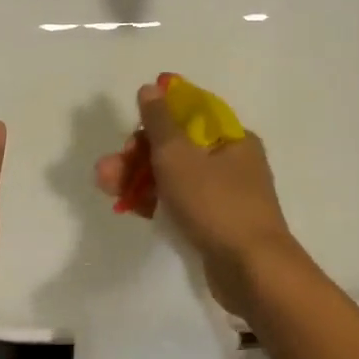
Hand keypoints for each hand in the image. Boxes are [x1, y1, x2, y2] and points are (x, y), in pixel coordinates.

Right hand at [94, 78, 294, 275]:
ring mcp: (225, 195)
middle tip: (107, 170)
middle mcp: (232, 161)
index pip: (189, 115)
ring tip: (106, 187)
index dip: (156, 120)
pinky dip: (156, 202)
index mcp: (232, 138)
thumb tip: (152, 87)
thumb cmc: (215, 204)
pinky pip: (180, 204)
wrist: (252, 271)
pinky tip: (129, 207)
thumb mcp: (179, 156)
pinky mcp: (215, 224)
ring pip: (175, 177)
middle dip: (138, 155)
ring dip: (140, 178)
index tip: (131, 134)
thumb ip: (160, 121)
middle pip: (177, 147)